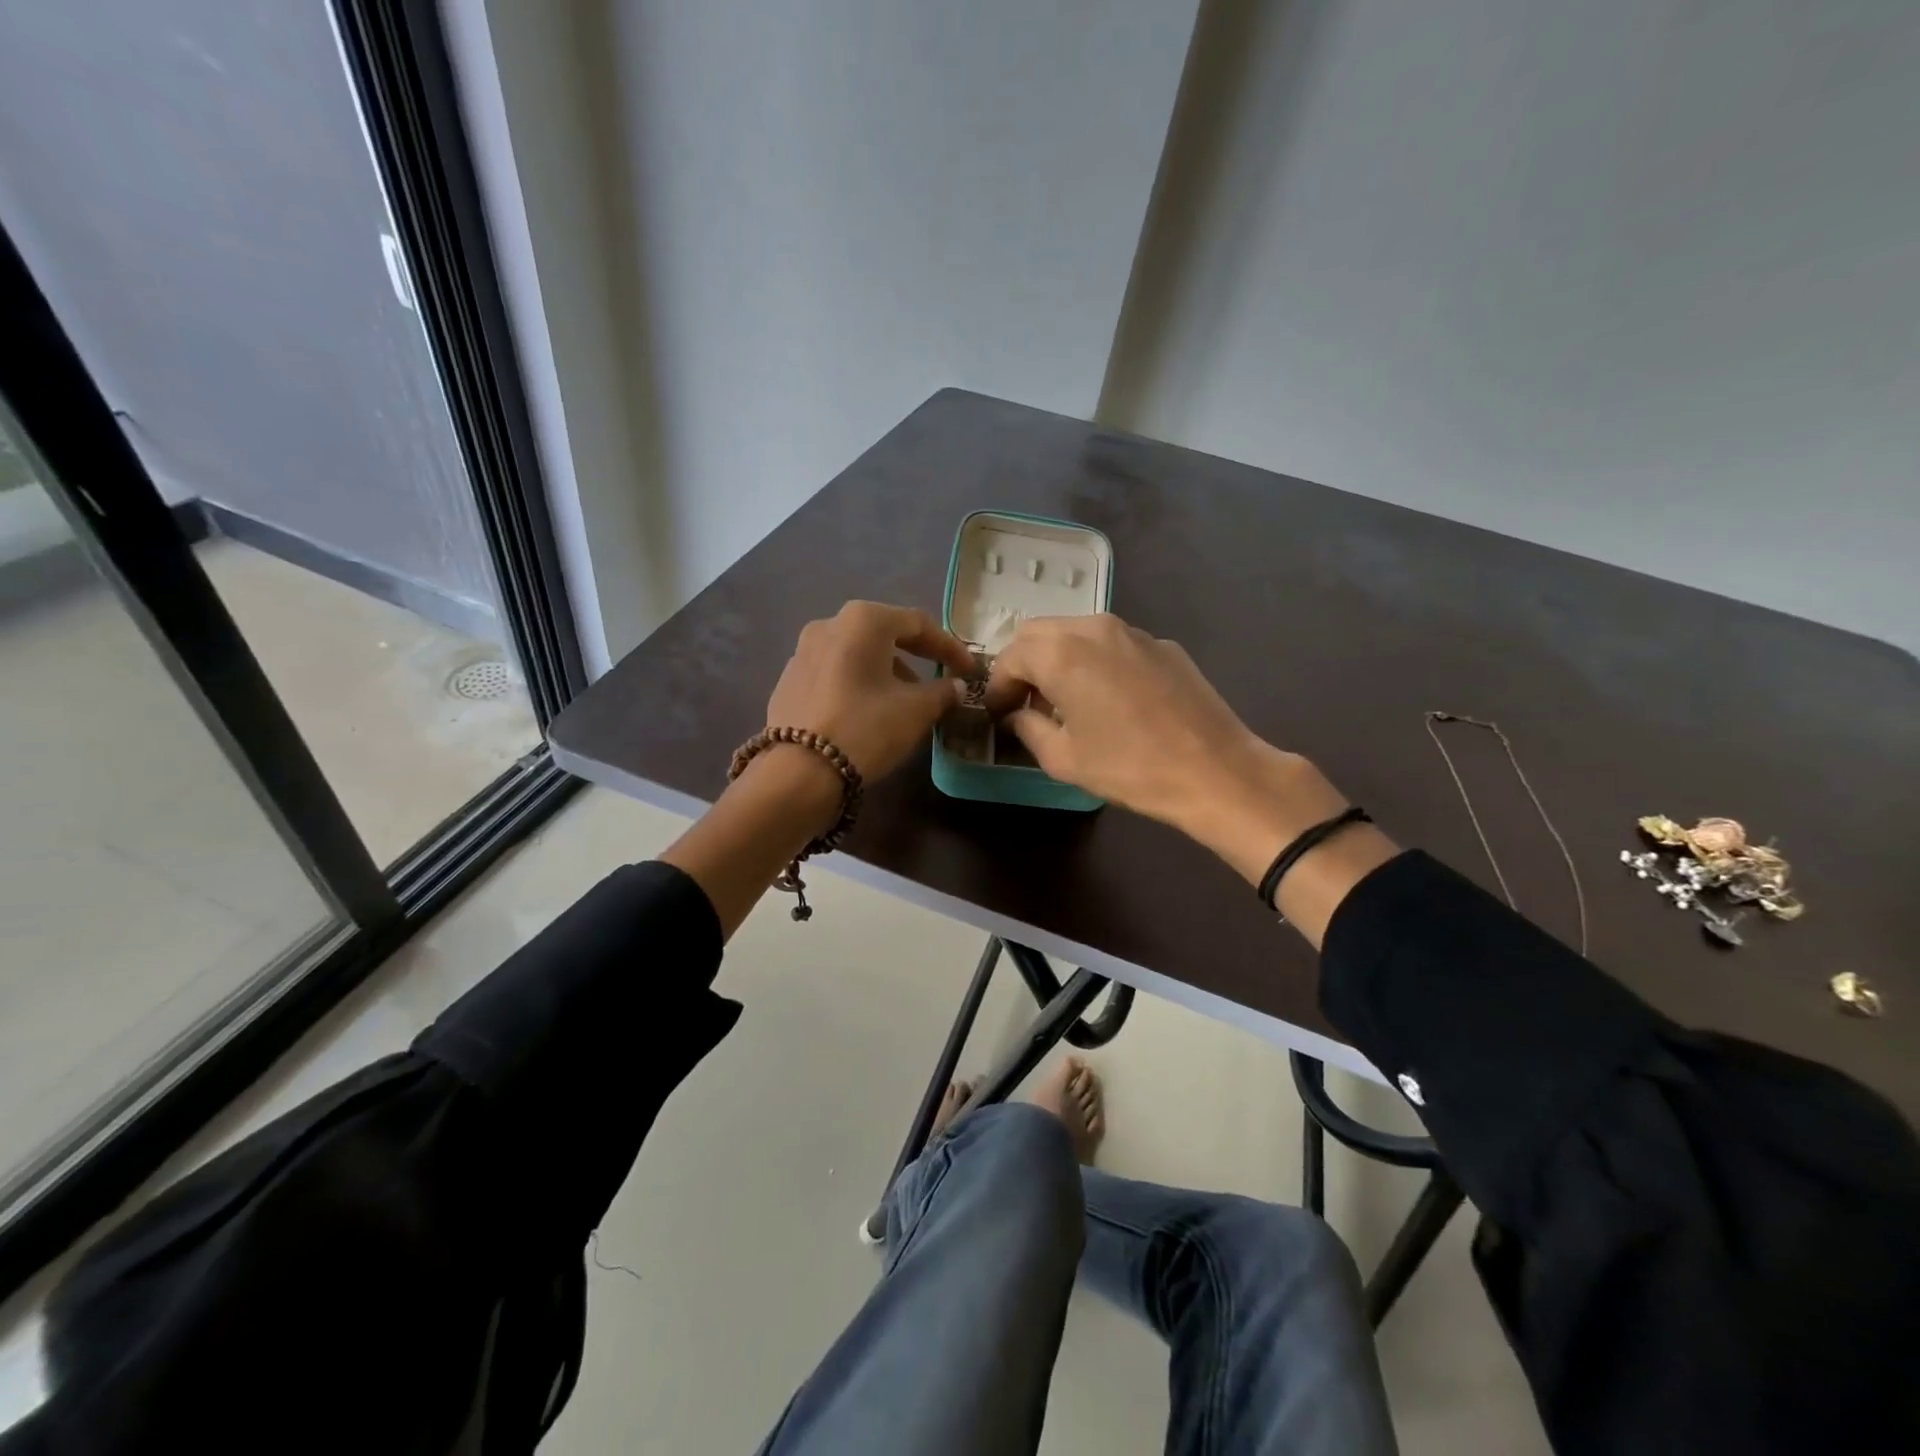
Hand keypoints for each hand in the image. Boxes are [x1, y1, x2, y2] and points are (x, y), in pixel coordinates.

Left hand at [765, 601, 975, 780]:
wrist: (799, 772)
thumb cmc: (866, 728)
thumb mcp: (916, 710)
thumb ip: (942, 692)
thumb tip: (955, 686)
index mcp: (863, 620)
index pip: (918, 624)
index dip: (949, 647)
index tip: (969, 669)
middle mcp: (828, 624)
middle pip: (884, 634)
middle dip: (916, 656)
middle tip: (940, 678)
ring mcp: (801, 652)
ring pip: (856, 654)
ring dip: (885, 671)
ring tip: (904, 700)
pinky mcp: (787, 682)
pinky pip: (834, 674)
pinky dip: (857, 684)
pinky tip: (867, 711)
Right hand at [987, 614, 1358, 882]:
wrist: (1216, 771)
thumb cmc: (1130, 768)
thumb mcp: (1064, 758)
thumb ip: (1028, 728)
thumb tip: (1017, 716)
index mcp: (1061, 653)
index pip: (1010, 657)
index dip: (997, 686)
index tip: (997, 713)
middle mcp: (1094, 628)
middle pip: (1039, 633)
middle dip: (1023, 665)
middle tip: (1026, 702)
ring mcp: (1133, 632)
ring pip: (1076, 632)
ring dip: (1058, 658)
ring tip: (1064, 699)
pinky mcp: (1162, 644)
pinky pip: (1112, 643)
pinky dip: (1094, 661)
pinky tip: (1109, 698)